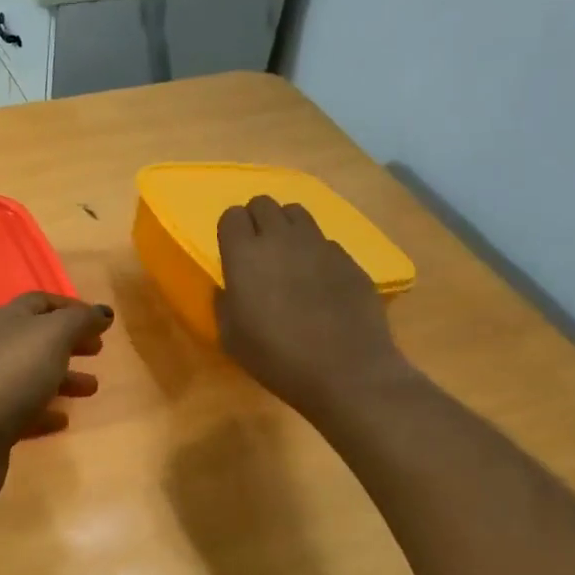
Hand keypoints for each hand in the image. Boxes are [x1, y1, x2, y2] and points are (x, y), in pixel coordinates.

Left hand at [0, 292, 112, 505]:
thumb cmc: (12, 374)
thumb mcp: (52, 336)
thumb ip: (79, 321)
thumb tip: (103, 311)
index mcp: (8, 321)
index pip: (39, 303)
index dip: (70, 307)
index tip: (100, 320)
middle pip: (37, 341)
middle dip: (69, 343)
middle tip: (98, 350)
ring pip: (33, 377)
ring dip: (63, 379)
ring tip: (92, 388)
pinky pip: (24, 413)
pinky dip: (45, 413)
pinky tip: (63, 420)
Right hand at [216, 196, 410, 418]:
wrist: (347, 371)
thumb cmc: (277, 358)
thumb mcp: (232, 338)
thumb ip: (225, 303)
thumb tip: (230, 287)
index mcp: (245, 255)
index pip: (231, 215)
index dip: (230, 231)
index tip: (232, 253)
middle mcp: (281, 238)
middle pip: (264, 203)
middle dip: (256, 220)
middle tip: (257, 251)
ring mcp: (320, 245)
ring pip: (297, 213)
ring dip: (286, 228)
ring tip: (288, 258)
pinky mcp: (349, 259)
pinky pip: (325, 241)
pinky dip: (316, 253)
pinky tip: (319, 283)